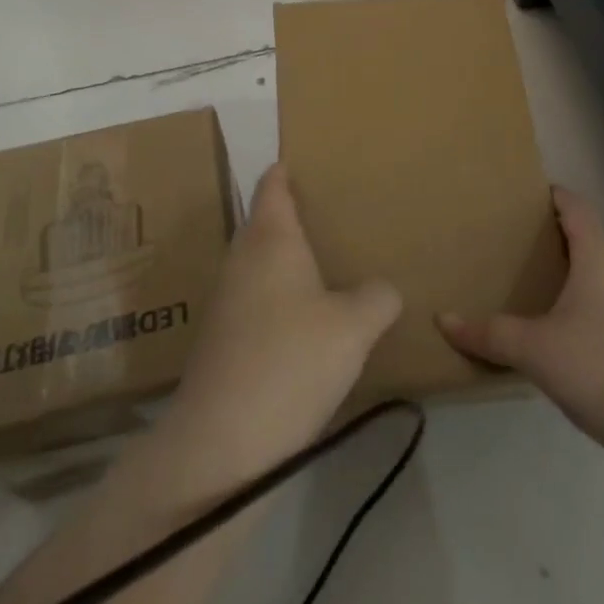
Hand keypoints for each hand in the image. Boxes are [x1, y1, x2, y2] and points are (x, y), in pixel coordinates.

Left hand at [164, 164, 400, 482]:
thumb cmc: (291, 360)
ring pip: (258, 263)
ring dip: (284, 260)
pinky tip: (301, 321)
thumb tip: (383, 289)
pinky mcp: (220, 339)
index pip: (273, 185)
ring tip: (324, 265)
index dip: (286, 170)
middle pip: (264, 221)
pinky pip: (253, 298)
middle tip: (332, 215)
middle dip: (292, 216)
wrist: (221, 443)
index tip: (305, 160)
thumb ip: (377, 298)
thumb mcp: (354, 328)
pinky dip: (276, 297)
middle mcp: (242, 258)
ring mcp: (225, 299)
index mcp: (270, 237)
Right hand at [438, 187, 603, 459]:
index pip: (574, 206)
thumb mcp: (535, 350)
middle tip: (512, 242)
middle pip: (586, 236)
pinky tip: (563, 329)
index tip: (520, 196)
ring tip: (532, 283)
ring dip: (569, 271)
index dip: (550, 195)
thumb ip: (489, 333)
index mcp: (598, 255)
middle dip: (551, 235)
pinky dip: (584, 301)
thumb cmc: (602, 369)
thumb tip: (443, 319)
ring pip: (599, 271)